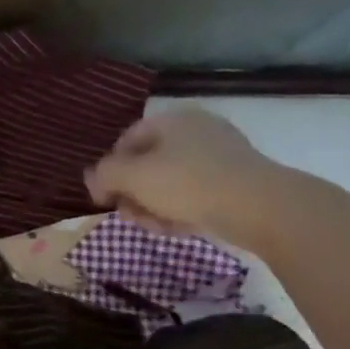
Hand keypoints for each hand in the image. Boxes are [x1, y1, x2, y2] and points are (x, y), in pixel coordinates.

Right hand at [85, 109, 286, 244]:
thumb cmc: (187, 183)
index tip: (103, 198)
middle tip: (128, 216)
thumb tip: (92, 178)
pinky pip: (194, 193)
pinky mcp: (234, 181)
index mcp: (172, 119)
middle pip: (148, 163)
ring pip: (170, 182)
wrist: (257, 206)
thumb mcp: (132, 177)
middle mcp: (195, 131)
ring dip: (153, 206)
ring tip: (153, 227)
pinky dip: (180, 210)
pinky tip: (176, 229)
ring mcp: (218, 155)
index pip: (126, 140)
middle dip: (132, 193)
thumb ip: (104, 174)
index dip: (108, 169)